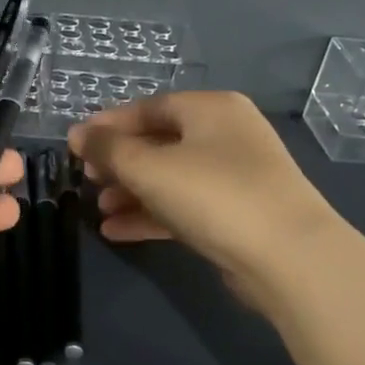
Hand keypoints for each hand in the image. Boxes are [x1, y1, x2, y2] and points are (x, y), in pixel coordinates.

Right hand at [67, 91, 335, 310]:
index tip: (76, 145)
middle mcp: (226, 135)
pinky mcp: (237, 215)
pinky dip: (151, 215)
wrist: (288, 258)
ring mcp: (235, 176)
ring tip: (99, 209)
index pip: (149, 107)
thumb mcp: (149, 167)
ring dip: (132, 192)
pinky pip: (184, 206)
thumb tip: (77, 135)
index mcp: (211, 109)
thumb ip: (108, 148)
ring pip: (171, 177)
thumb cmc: (214, 195)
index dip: (109, 124)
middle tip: (88, 178)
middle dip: (120, 162)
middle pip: (160, 142)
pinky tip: (117, 231)